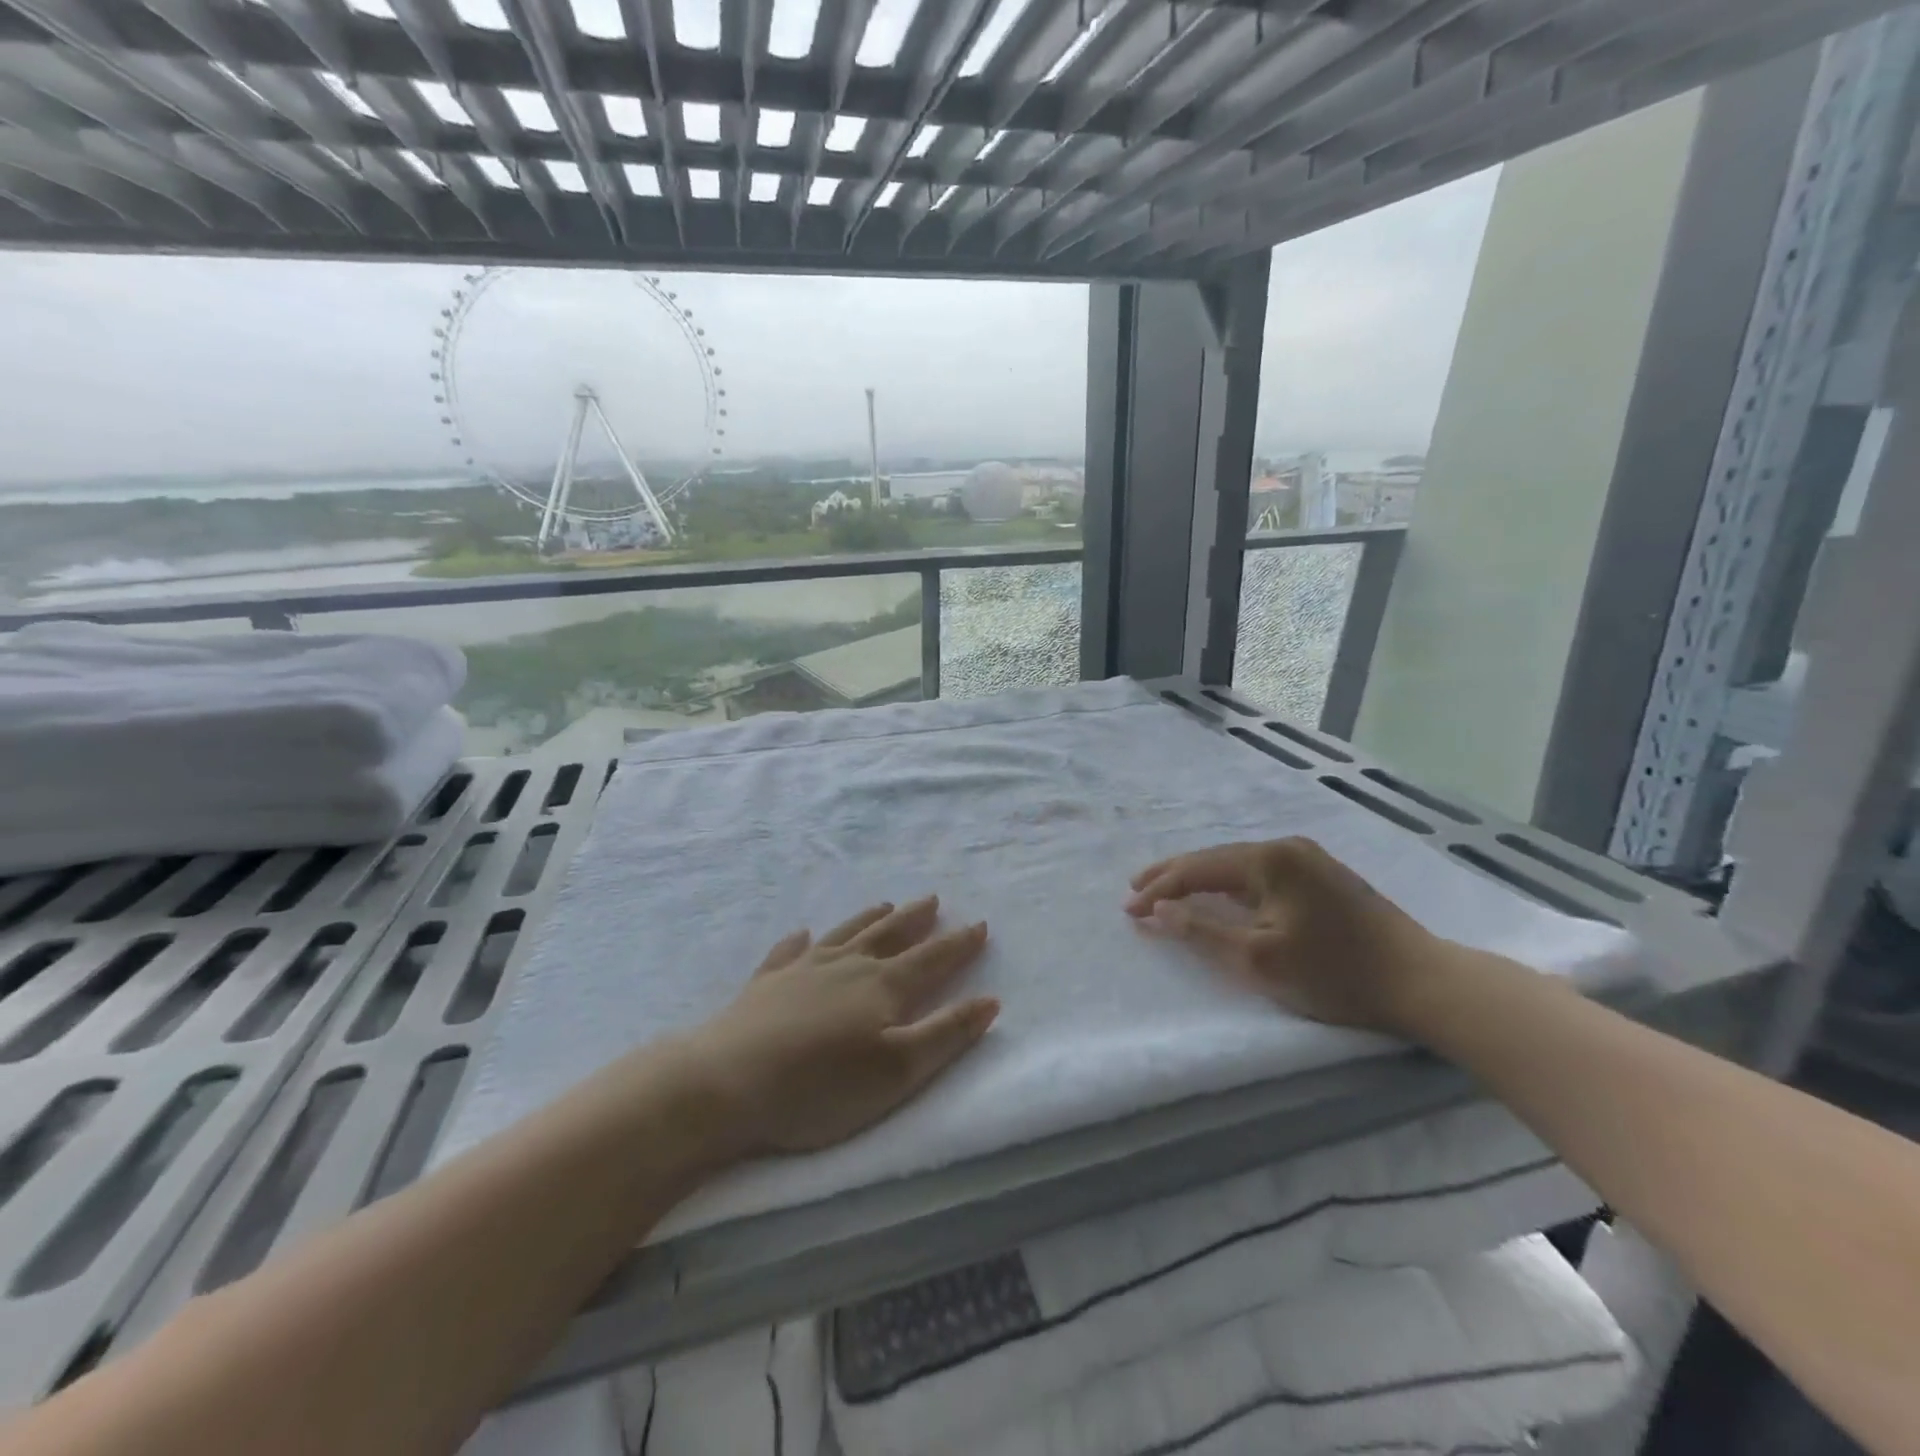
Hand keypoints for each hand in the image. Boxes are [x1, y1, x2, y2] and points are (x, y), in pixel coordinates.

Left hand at [690, 897, 997, 1155]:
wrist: (726, 1081)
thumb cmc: (821, 1085)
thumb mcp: (897, 1070)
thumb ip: (946, 1034)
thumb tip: (989, 1000)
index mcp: (883, 986)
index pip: (932, 959)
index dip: (958, 944)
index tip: (979, 924)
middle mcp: (847, 966)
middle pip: (888, 935)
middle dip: (915, 919)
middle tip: (932, 899)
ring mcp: (802, 969)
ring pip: (845, 934)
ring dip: (868, 918)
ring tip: (884, 903)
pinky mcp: (765, 983)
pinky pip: (788, 951)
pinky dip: (800, 941)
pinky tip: (802, 934)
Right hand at [1126, 837, 1445, 1036]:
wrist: (1424, 981)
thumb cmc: (1337, 973)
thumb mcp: (1260, 959)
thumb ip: (1202, 930)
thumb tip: (1158, 912)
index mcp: (1269, 859)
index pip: (1198, 868)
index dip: (1159, 888)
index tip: (1128, 909)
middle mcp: (1286, 847)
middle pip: (1215, 858)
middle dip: (1173, 876)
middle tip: (1136, 890)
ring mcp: (1308, 858)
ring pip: (1237, 865)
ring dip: (1200, 879)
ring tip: (1167, 891)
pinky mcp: (1322, 875)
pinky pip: (1259, 873)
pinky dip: (1229, 885)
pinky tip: (1218, 893)